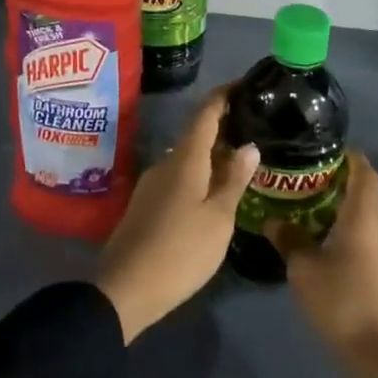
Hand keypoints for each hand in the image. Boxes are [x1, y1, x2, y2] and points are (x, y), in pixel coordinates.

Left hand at [95, 88, 258, 342]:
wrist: (124, 291)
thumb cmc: (180, 252)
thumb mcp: (218, 218)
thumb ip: (234, 180)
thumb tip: (249, 145)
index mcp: (185, 160)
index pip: (205, 114)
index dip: (223, 96)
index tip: (244, 86)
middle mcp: (165, 164)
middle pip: (196, 135)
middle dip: (223, 128)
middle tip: (254, 128)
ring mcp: (151, 185)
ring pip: (187, 159)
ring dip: (212, 155)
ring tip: (241, 162)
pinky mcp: (145, 206)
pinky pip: (178, 178)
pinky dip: (199, 175)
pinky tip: (214, 192)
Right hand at [274, 153, 377, 377]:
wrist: (375, 353)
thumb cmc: (338, 301)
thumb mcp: (303, 269)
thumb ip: (288, 239)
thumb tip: (272, 220)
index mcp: (364, 216)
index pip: (364, 171)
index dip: (349, 157)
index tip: (325, 153)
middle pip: (374, 189)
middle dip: (351, 178)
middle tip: (319, 179)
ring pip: (377, 211)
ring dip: (357, 202)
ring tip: (323, 205)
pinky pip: (377, 231)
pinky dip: (360, 223)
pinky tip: (335, 237)